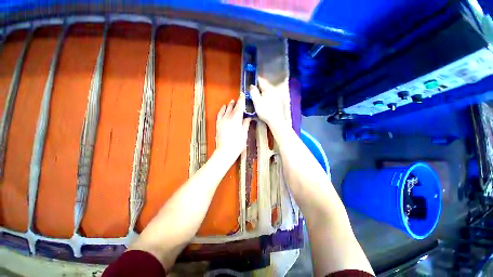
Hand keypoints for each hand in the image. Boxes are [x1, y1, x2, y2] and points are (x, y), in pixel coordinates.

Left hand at [216, 94, 250, 158]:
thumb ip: (246, 123)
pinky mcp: (218, 124)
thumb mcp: (244, 133)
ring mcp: (222, 120)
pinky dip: (222, 110)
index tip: (243, 94)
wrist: (225, 151)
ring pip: (226, 110)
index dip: (242, 100)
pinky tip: (224, 107)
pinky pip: (220, 114)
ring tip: (232, 102)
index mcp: (236, 119)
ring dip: (230, 105)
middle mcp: (228, 117)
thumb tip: (248, 117)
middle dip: (236, 102)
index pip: (239, 107)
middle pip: (233, 107)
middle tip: (239, 98)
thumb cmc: (237, 144)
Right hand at [249, 77, 286, 130]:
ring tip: (255, 97)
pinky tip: (261, 102)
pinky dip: (264, 97)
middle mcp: (273, 89)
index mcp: (268, 88)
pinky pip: (269, 95)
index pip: (260, 79)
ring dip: (260, 92)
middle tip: (250, 91)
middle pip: (263, 85)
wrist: (276, 120)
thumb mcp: (257, 101)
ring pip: (266, 91)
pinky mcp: (277, 101)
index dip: (254, 80)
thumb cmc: (265, 111)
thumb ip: (253, 92)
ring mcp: (276, 95)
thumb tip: (252, 86)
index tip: (249, 82)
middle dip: (257, 87)